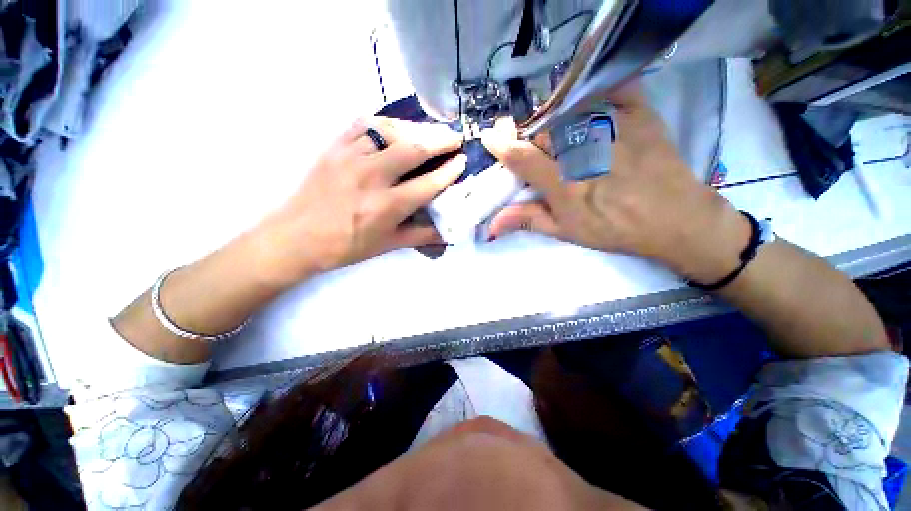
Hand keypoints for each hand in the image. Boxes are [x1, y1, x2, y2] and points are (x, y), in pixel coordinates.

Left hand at [250, 117, 465, 286]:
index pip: (428, 183)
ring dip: (416, 128)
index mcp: (387, 206)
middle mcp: (371, 177)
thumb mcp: (387, 245)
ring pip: (390, 131)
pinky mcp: (334, 147)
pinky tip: (396, 127)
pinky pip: (363, 124)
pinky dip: (385, 123)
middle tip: (455, 137)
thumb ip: (421, 235)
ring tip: (430, 131)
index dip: (450, 171)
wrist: (296, 238)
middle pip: (413, 148)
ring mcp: (350, 157)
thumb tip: (449, 231)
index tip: (463, 160)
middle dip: (440, 140)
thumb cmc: (346, 246)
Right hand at [482, 83, 749, 283]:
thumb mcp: (567, 230)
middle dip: (532, 138)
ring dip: (557, 120)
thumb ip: (529, 219)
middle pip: (542, 129)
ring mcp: (614, 126)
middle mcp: (585, 149)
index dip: (502, 145)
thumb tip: (492, 225)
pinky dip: (596, 92)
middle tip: (539, 150)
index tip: (492, 138)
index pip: (522, 156)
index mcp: (565, 182)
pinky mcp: (639, 112)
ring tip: (565, 137)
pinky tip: (590, 111)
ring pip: (568, 108)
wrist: (675, 218)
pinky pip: (610, 87)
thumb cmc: (614, 228)